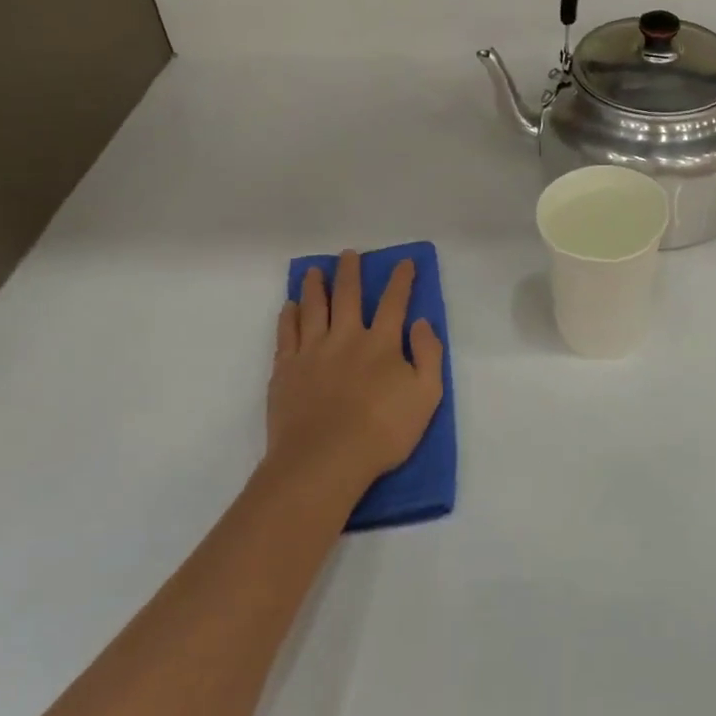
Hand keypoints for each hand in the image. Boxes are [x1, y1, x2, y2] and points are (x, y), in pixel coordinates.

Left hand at [266, 251, 444, 498]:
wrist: (324, 461)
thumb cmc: (382, 432)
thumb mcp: (427, 396)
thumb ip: (429, 355)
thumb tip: (423, 323)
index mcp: (382, 343)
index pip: (394, 302)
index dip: (401, 280)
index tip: (404, 262)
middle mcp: (346, 338)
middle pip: (348, 296)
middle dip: (350, 272)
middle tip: (348, 254)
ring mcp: (312, 352)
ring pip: (313, 308)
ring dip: (315, 286)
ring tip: (314, 271)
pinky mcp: (285, 371)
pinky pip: (286, 334)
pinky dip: (288, 317)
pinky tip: (289, 307)